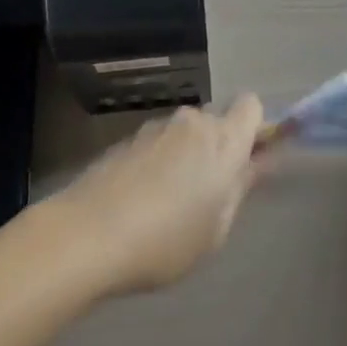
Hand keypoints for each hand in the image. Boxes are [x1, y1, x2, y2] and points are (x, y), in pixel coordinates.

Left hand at [47, 96, 263, 294]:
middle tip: (209, 189)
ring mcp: (157, 127)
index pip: (251, 105)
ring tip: (169, 200)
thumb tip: (257, 163)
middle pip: (216, 119)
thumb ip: (240, 188)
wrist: (89, 234)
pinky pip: (158, 143)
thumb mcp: (216, 228)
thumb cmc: (166, 240)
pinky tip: (142, 198)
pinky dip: (159, 161)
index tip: (249, 158)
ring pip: (185, 132)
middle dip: (217, 145)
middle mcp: (193, 122)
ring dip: (186, 154)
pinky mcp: (128, 138)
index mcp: (223, 140)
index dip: (254, 127)